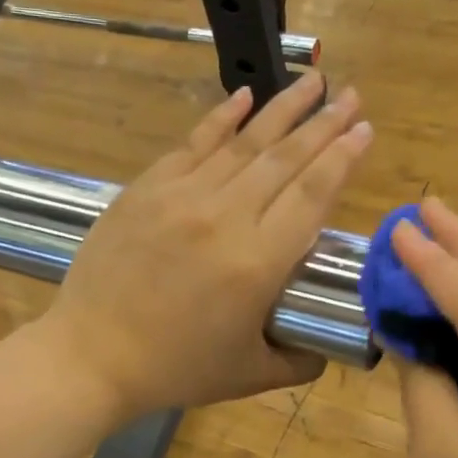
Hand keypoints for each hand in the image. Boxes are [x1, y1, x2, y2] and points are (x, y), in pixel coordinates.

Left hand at [43, 72, 372, 416]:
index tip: (364, 130)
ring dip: (282, 109)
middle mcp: (225, 217)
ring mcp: (182, 197)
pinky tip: (243, 97)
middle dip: (324, 124)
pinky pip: (193, 144)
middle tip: (351, 95)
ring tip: (311, 82)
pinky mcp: (146, 189)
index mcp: (258, 263)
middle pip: (284, 160)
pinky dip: (221, 118)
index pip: (312, 195)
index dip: (342, 158)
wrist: (93, 356)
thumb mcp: (249, 376)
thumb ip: (298, 362)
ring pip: (243, 143)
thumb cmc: (174, 369)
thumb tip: (327, 349)